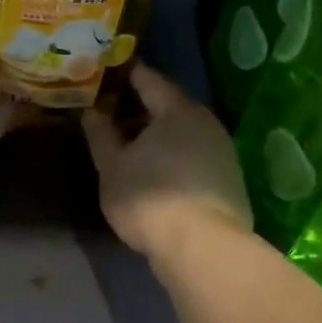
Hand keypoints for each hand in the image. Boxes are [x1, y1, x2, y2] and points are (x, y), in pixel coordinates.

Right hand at [82, 64, 251, 256]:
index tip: (105, 73)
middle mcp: (205, 121)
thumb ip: (101, 134)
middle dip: (139, 107)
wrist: (204, 249)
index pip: (148, 78)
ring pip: (183, 131)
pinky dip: (173, 155)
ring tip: (128, 145)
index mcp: (176, 109)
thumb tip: (92, 110)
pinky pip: (194, 154)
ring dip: (157, 134)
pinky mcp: (229, 179)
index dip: (125, 74)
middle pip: (168, 104)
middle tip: (110, 112)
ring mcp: (222, 150)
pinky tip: (155, 172)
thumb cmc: (150, 198)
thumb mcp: (112, 167)